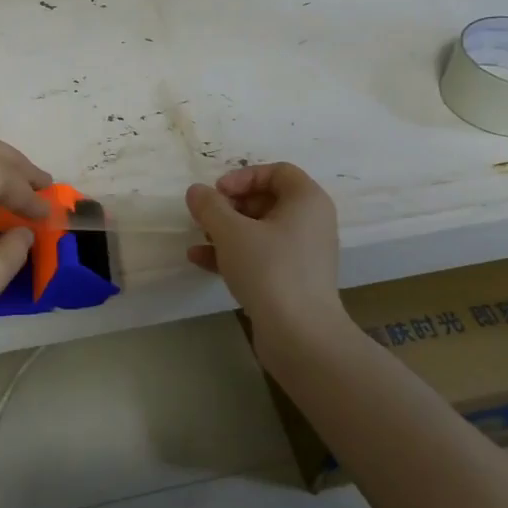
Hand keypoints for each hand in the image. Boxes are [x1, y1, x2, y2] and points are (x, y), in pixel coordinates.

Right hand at [186, 163, 342, 335]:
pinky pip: (261, 256)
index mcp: (307, 201)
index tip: (217, 193)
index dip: (243, 177)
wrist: (300, 335)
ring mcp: (303, 253)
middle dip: (231, 206)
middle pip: (267, 200)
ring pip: (260, 230)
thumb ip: (210, 206)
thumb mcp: (231, 232)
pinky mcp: (292, 280)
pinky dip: (234, 253)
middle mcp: (311, 222)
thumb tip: (197, 191)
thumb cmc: (269, 270)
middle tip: (206, 216)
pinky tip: (200, 260)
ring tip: (199, 237)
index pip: (277, 172)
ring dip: (227, 230)